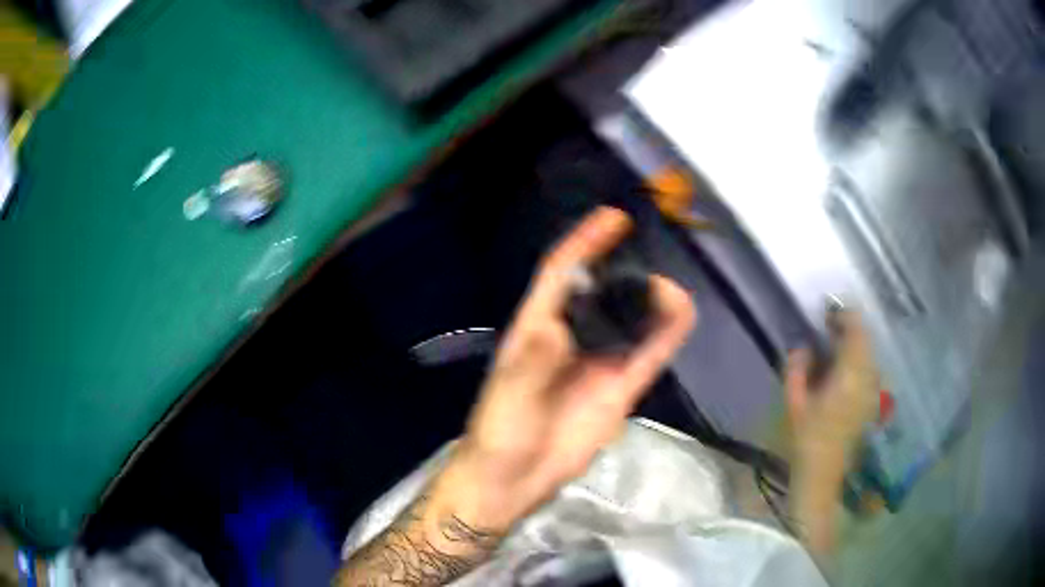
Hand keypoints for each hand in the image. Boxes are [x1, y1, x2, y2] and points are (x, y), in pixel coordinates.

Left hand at [447, 207, 696, 530]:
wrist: (514, 478)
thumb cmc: (500, 430)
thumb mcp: (509, 393)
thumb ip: (532, 361)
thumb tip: (557, 325)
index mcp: (537, 326)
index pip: (561, 273)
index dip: (584, 243)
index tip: (612, 219)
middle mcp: (573, 337)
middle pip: (602, 292)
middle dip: (625, 271)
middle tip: (651, 260)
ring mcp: (599, 362)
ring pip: (632, 322)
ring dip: (652, 303)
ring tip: (671, 291)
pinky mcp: (620, 388)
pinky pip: (647, 356)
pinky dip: (665, 336)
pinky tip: (682, 316)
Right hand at [785, 308, 878, 558]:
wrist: (822, 474)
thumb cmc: (806, 440)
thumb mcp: (794, 403)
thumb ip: (797, 369)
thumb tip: (803, 347)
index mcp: (849, 375)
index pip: (855, 330)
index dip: (843, 315)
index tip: (827, 309)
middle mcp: (867, 377)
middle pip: (865, 338)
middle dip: (849, 326)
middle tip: (828, 324)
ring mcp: (873, 389)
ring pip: (869, 351)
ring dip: (854, 341)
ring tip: (835, 342)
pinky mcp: (872, 399)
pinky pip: (869, 367)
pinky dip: (859, 357)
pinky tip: (844, 365)